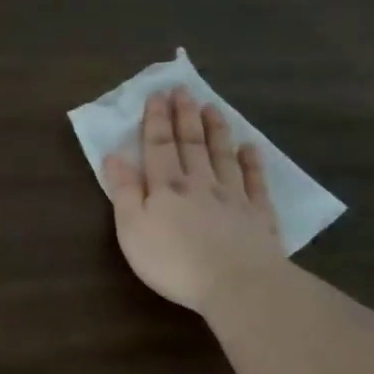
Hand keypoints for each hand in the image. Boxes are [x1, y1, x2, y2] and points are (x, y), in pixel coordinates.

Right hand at [101, 88, 285, 312]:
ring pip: (223, 155)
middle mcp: (200, 183)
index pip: (158, 146)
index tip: (157, 94)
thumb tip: (114, 156)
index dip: (156, 120)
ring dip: (216, 130)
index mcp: (166, 187)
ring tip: (212, 107)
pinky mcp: (258, 215)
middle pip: (191, 144)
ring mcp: (233, 197)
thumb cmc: (173, 261)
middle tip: (183, 90)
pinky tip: (251, 148)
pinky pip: (255, 181)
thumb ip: (124, 191)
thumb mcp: (132, 229)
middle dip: (184, 115)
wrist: (236, 284)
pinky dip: (252, 162)